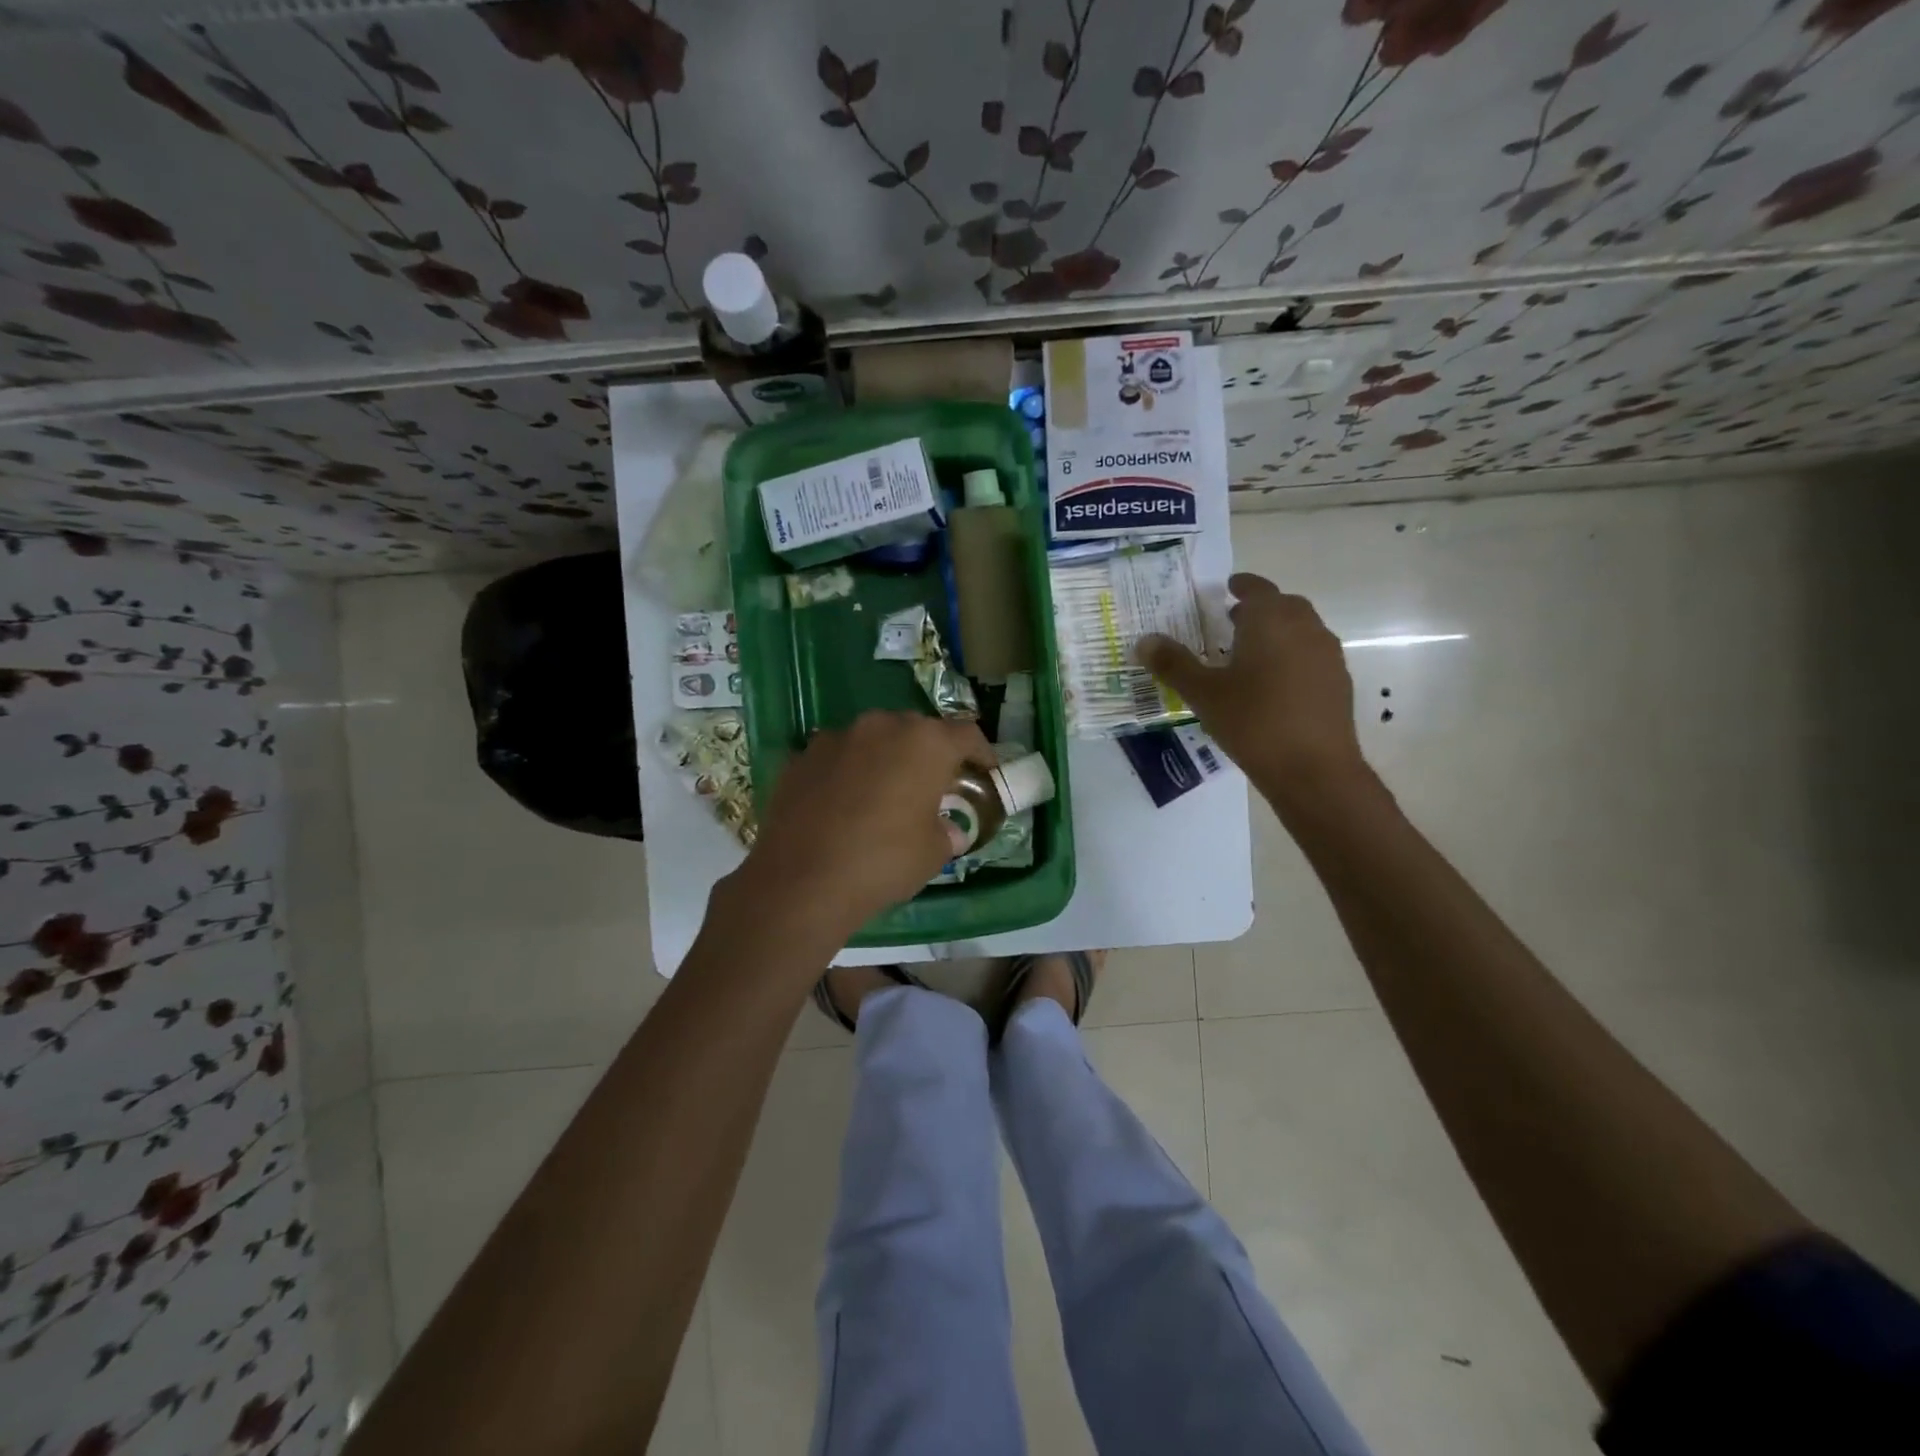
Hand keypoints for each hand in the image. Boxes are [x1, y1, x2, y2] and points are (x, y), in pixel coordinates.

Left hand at [727, 711, 992, 943]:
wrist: (802, 880)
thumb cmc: (883, 861)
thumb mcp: (933, 853)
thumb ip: (946, 832)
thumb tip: (948, 830)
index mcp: (925, 742)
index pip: (966, 734)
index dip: (981, 753)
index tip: (984, 772)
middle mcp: (882, 726)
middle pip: (916, 731)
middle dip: (928, 754)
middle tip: (932, 786)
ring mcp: (836, 737)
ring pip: (872, 740)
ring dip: (884, 759)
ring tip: (883, 794)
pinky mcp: (801, 757)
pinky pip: (836, 758)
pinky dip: (846, 773)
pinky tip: (841, 805)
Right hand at [1138, 574, 1364, 795]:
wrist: (1313, 769)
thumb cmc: (1253, 721)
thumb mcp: (1203, 693)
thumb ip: (1173, 664)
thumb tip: (1144, 641)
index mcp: (1271, 620)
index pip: (1256, 588)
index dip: (1241, 585)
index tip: (1228, 587)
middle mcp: (1305, 628)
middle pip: (1283, 606)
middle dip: (1259, 609)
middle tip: (1233, 622)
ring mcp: (1328, 655)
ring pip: (1301, 630)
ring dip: (1277, 633)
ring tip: (1251, 655)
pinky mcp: (1339, 683)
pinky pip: (1312, 656)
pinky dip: (1292, 657)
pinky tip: (1274, 686)